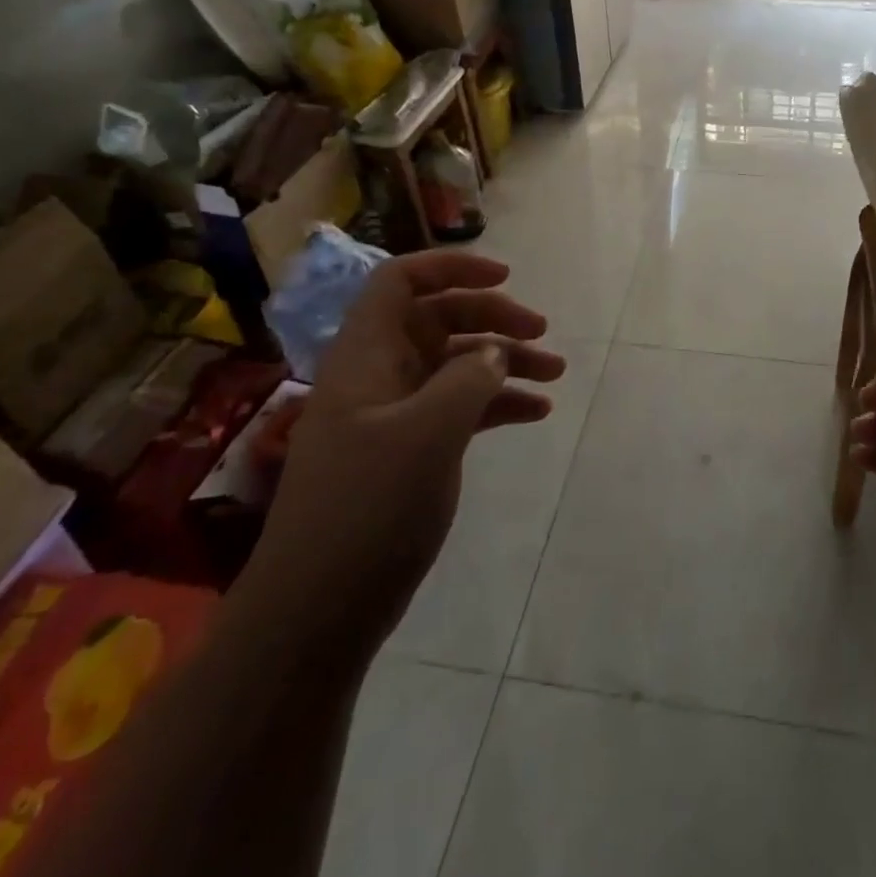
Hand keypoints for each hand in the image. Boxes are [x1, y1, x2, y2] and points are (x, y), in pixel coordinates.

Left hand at [239, 252, 564, 656]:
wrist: (319, 609)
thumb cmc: (367, 509)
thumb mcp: (427, 434)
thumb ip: (467, 380)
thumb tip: (493, 353)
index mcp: (366, 356)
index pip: (401, 281)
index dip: (451, 267)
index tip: (505, 277)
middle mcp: (379, 374)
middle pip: (439, 319)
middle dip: (493, 317)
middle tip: (543, 333)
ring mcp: (394, 414)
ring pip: (455, 364)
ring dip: (504, 362)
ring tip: (556, 374)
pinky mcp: (410, 450)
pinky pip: (459, 407)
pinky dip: (496, 403)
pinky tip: (535, 413)